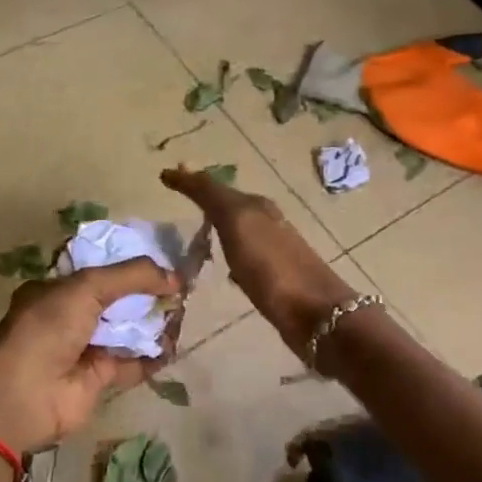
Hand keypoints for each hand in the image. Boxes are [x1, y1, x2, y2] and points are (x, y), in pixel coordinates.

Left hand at [0, 257, 180, 454]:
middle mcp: (70, 316)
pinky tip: (173, 346)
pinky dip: (153, 356)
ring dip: (153, 322)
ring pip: (128, 329)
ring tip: (181, 313)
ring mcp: (85, 348)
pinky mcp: (99, 378)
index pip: (98, 268)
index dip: (129, 263)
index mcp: (57, 289)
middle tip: (180, 288)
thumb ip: (132, 276)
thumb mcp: (87, 287)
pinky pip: (133, 363)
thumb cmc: (47, 329)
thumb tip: (175, 276)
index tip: (162, 260)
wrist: (23, 396)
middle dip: (147, 293)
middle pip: (117, 299)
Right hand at [162, 166, 356, 356]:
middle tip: (178, 202)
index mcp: (256, 206)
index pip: (216, 186)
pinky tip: (221, 268)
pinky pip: (244, 259)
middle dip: (205, 201)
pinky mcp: (274, 280)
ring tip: (192, 235)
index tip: (165, 178)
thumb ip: (211, 196)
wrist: (316, 314)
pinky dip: (229, 255)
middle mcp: (266, 223)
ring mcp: (272, 252)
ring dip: (217, 228)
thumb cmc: (272, 266)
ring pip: (237, 232)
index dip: (191, 181)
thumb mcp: (237, 221)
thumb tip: (181, 167)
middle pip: (230, 206)